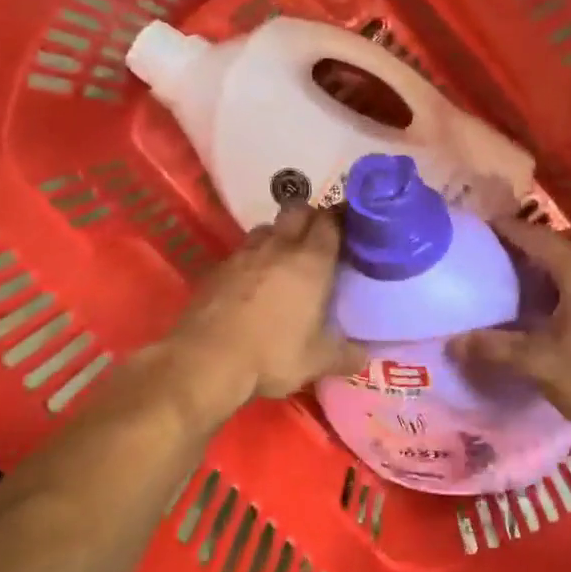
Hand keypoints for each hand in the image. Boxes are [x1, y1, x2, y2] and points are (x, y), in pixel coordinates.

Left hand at [168, 204, 365, 420]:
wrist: (206, 360)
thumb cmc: (273, 354)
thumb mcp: (318, 361)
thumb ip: (346, 355)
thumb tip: (365, 356)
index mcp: (311, 261)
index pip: (330, 222)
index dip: (341, 221)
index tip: (349, 230)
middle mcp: (279, 247)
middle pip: (297, 210)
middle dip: (310, 217)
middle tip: (318, 239)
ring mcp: (243, 254)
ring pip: (266, 228)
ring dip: (278, 236)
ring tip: (283, 259)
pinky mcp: (217, 268)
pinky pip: (241, 252)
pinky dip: (251, 260)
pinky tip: (252, 283)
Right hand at [452, 218, 570, 456]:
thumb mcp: (539, 365)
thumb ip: (495, 348)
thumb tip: (452, 342)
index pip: (540, 239)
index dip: (510, 230)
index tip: (484, 226)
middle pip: (568, 245)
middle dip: (537, 245)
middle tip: (506, 258)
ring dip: (559, 267)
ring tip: (530, 285)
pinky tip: (562, 314)